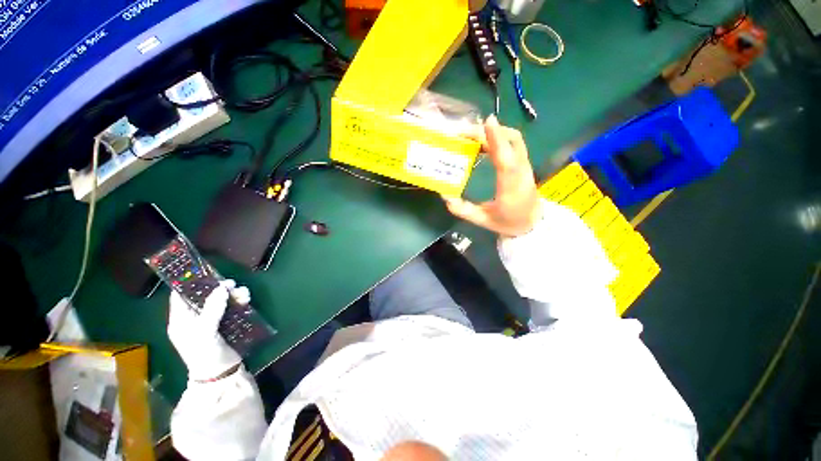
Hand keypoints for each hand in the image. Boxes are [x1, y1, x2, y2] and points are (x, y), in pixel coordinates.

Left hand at [167, 279, 250, 381]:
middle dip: (219, 288)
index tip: (206, 272)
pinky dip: (238, 301)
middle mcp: (193, 318)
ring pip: (220, 300)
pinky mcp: (224, 324)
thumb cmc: (206, 355)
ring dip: (232, 294)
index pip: (180, 295)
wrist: (221, 374)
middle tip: (233, 284)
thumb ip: (211, 309)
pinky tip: (246, 300)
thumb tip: (222, 287)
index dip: (190, 283)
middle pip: (204, 295)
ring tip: (244, 293)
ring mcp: (210, 321)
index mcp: (180, 319)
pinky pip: (231, 307)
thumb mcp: (205, 332)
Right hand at [442, 115, 542, 236]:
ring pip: (514, 139)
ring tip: (471, 135)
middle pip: (511, 141)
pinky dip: (499, 137)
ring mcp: (526, 165)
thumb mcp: (482, 220)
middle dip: (487, 132)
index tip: (487, 121)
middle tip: (462, 133)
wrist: (532, 223)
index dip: (497, 140)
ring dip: (494, 131)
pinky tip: (483, 142)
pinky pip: (513, 143)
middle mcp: (522, 171)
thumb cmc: (507, 222)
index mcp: (511, 188)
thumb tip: (445, 195)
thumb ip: (463, 210)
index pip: (506, 160)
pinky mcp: (524, 163)